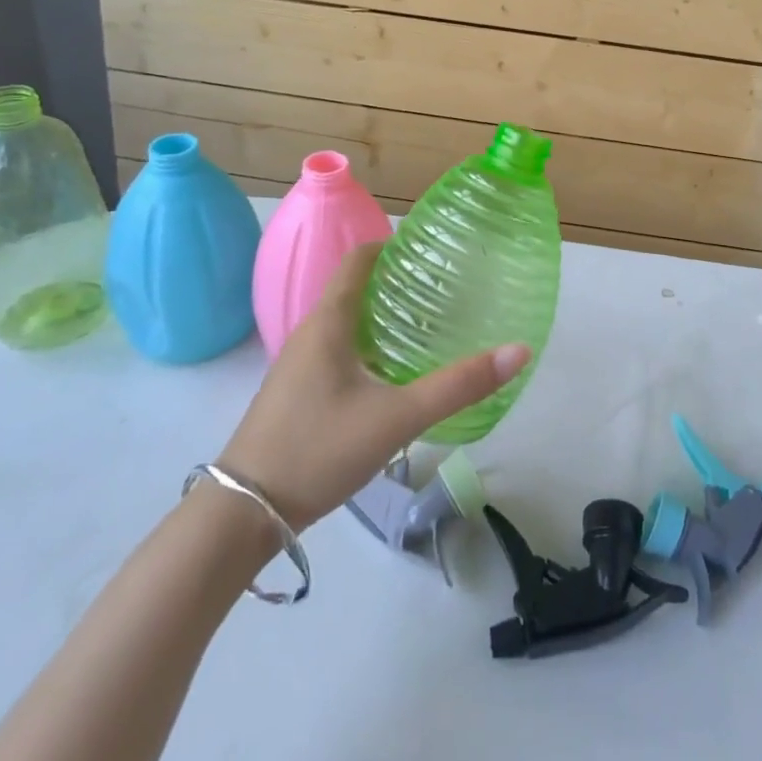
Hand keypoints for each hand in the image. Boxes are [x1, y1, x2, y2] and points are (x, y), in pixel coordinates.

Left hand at [216, 243, 530, 529]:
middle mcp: (310, 332)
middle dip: (398, 282)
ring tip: (429, 324)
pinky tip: (394, 372)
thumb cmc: (318, 450)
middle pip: (355, 287)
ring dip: (383, 314)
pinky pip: (338, 348)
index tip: (433, 250)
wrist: (243, 514)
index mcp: (328, 322)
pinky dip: (369, 344)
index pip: (359, 259)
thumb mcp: (396, 418)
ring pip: (347, 321)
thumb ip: (458, 386)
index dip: (394, 246)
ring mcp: (299, 364)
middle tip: (445, 288)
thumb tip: (518, 351)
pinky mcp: (297, 392)